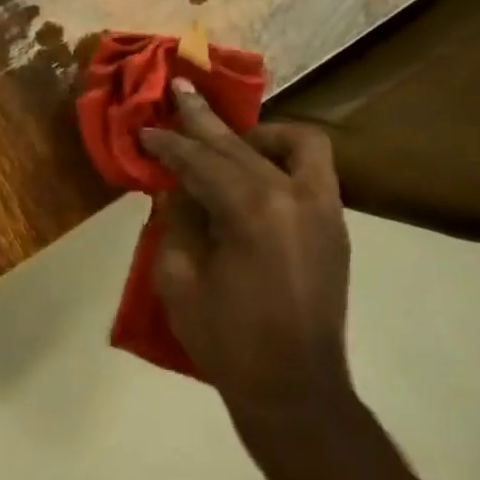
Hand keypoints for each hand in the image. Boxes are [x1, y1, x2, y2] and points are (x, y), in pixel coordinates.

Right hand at [140, 82, 352, 423]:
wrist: (293, 388)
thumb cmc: (226, 338)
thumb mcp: (179, 278)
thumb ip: (178, 221)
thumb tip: (180, 189)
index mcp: (251, 210)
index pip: (201, 161)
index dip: (169, 144)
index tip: (145, 129)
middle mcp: (294, 196)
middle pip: (241, 145)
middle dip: (204, 120)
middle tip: (179, 91)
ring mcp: (324, 210)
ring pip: (297, 145)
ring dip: (258, 136)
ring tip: (229, 143)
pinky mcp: (335, 227)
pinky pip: (313, 172)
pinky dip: (283, 161)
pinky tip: (255, 177)